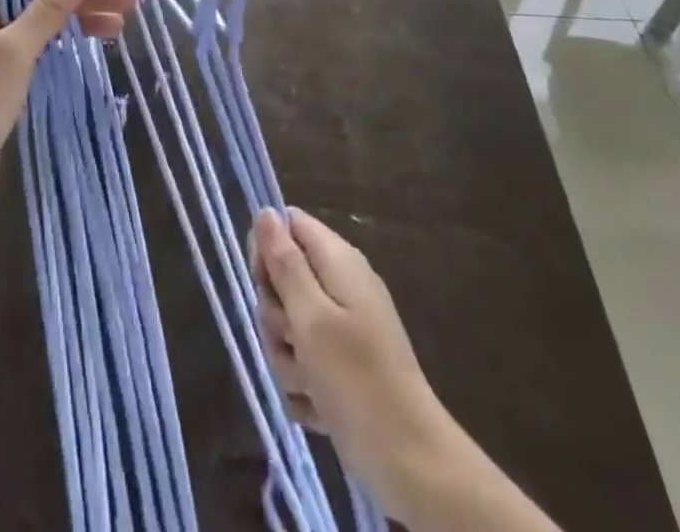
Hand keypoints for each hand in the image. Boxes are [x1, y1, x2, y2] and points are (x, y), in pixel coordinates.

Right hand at [251, 208, 440, 482]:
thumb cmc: (357, 381)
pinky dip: (304, 386)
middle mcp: (341, 287)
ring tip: (309, 382)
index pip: (287, 225)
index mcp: (338, 262)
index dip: (267, 249)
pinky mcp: (345, 367)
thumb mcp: (311, 317)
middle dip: (276, 315)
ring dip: (288, 358)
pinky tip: (318, 406)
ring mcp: (345, 329)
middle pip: (283, 280)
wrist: (414, 467)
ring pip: (288, 327)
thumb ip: (285, 262)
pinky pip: (304, 363)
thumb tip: (265, 212)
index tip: (265, 285)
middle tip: (293, 339)